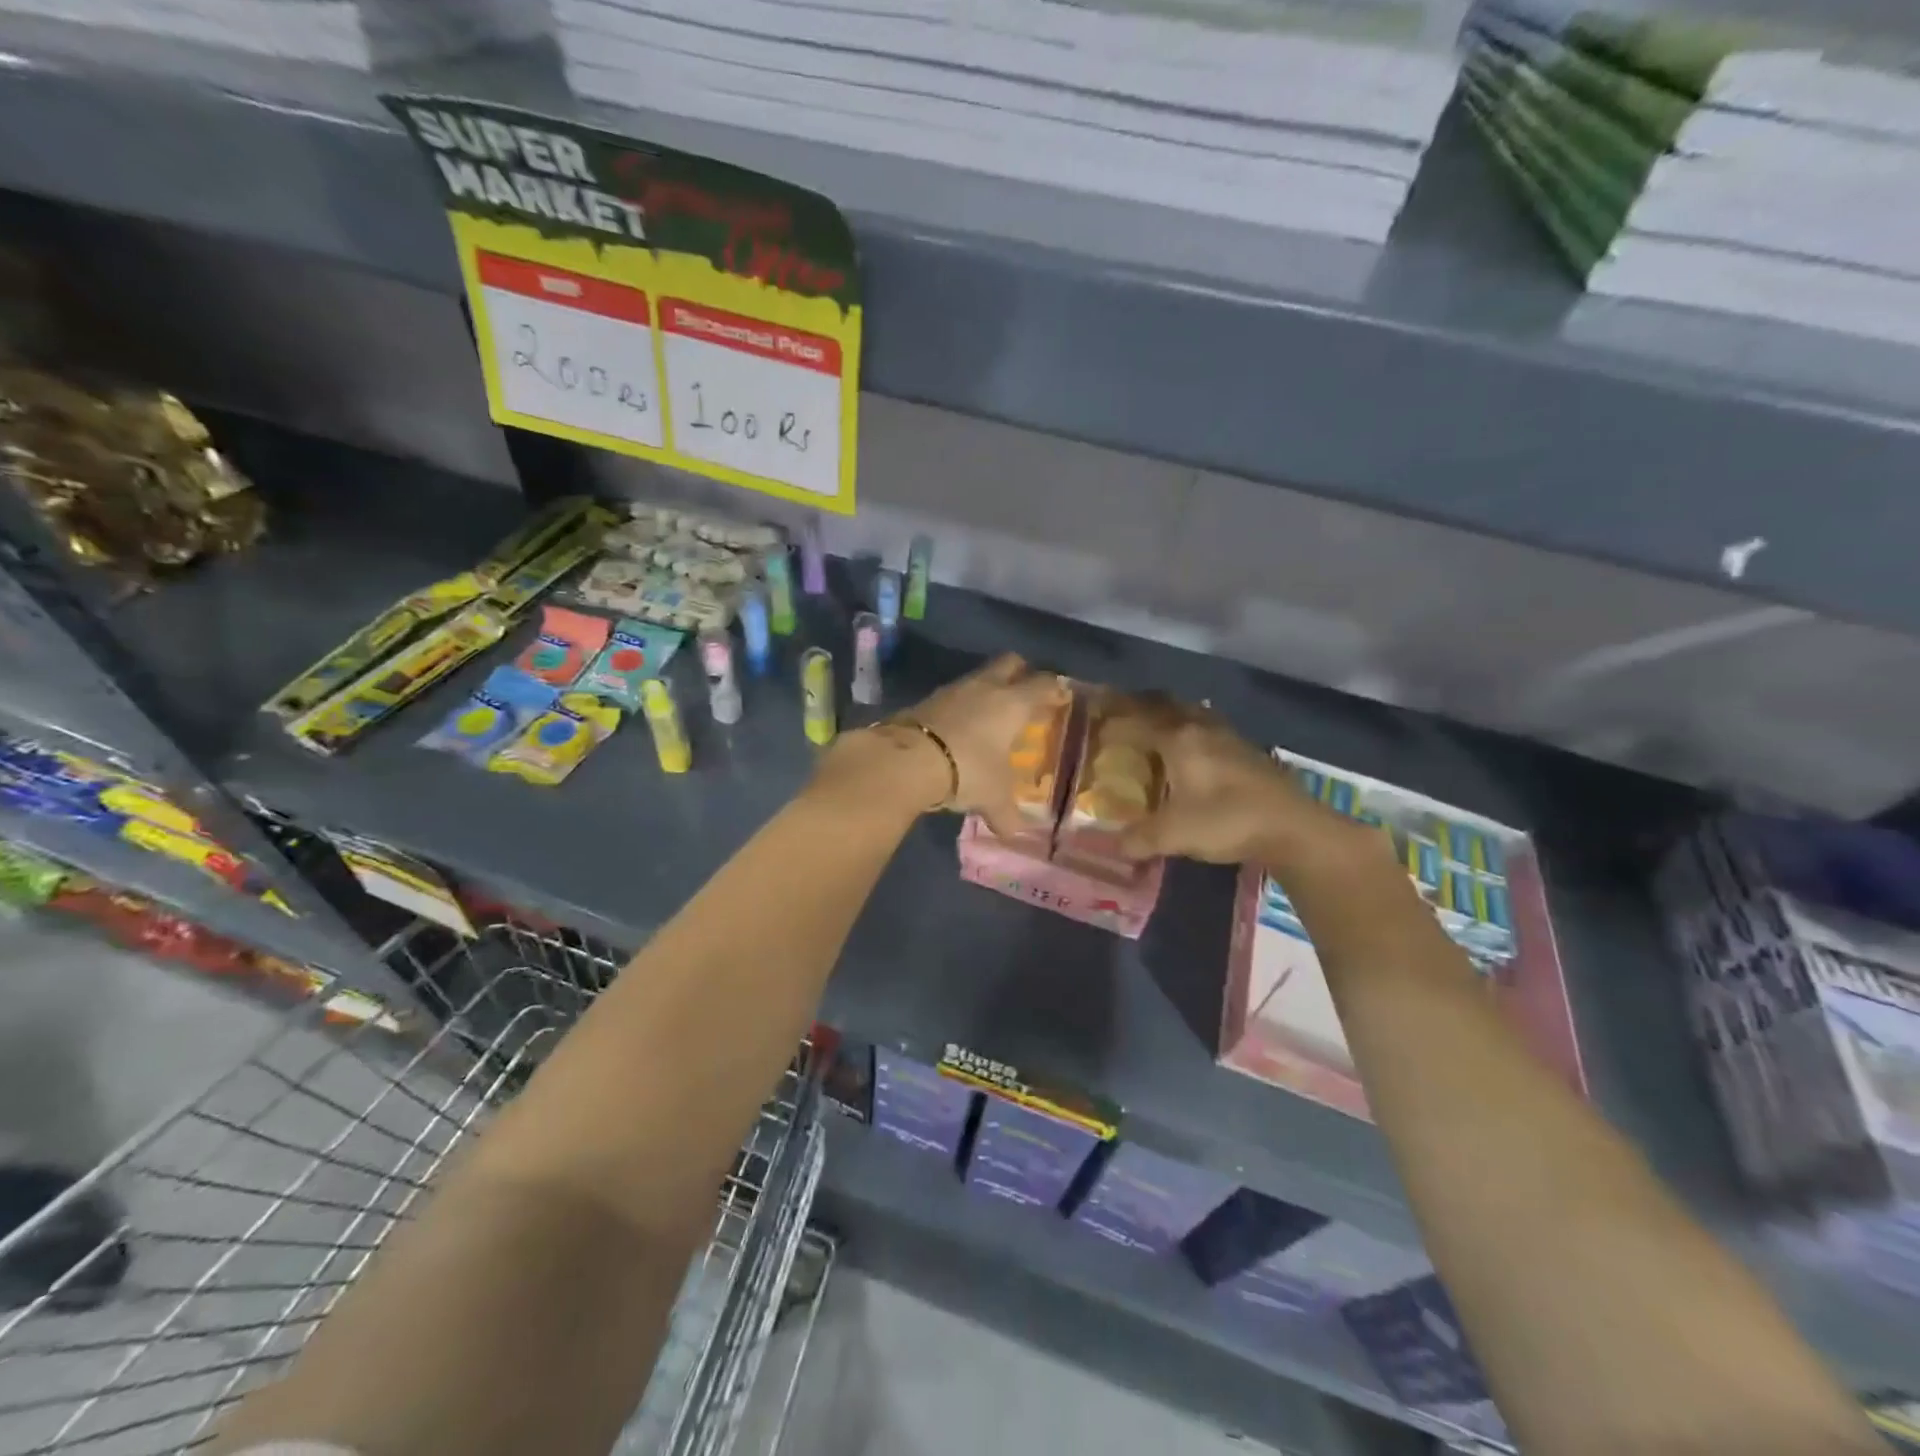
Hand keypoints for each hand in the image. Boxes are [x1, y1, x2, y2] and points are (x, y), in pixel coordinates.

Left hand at [895, 653, 1068, 834]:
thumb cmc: (968, 770)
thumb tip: (1013, 832)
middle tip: (1026, 695)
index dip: (1055, 689)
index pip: (1044, 684)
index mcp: (1013, 703)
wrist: (907, 759)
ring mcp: (954, 689)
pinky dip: (960, 706)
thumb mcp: (993, 798)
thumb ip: (1006, 814)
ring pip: (979, 676)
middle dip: (1021, 674)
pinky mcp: (927, 699)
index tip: (1061, 698)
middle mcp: (986, 687)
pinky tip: (959, 727)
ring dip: (987, 690)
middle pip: (1011, 663)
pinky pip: (953, 695)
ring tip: (990, 715)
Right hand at [1119, 699, 1371, 869]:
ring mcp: (1231, 738)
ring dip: (1172, 714)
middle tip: (1122, 711)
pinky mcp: (1250, 753)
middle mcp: (1203, 729)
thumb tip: (1114, 847)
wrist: (1294, 828)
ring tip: (1157, 725)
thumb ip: (1140, 838)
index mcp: (1179, 739)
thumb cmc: (1226, 821)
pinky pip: (1211, 729)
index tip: (1095, 716)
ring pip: (1194, 713)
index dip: (1115, 717)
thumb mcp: (1174, 834)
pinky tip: (1195, 750)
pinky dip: (1194, 731)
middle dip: (1142, 704)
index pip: (1138, 718)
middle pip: (1168, 704)